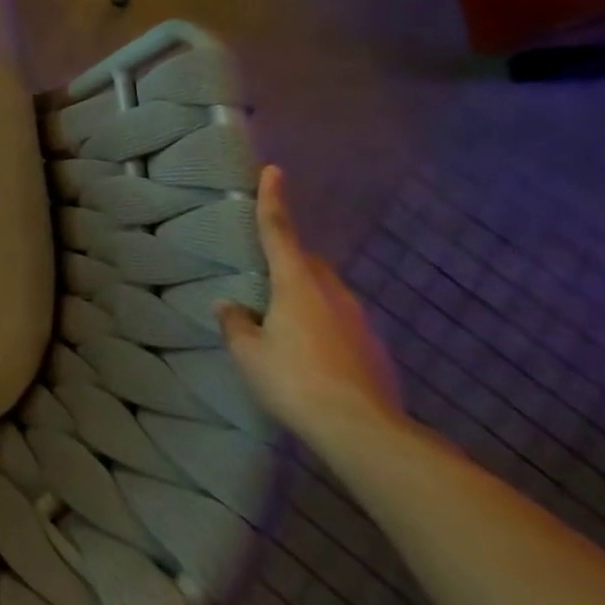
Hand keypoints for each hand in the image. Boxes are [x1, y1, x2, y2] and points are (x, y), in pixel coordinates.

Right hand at [218, 166, 408, 452]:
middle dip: (288, 258)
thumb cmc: (295, 381)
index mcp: (297, 284)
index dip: (273, 200)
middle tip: (264, 271)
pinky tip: (309, 351)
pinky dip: (322, 324)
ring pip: (327, 292)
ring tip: (282, 317)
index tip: (274, 171)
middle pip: (307, 263)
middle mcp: (332, 293)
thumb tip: (229, 306)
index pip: (279, 231)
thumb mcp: (249, 352)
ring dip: (305, 294)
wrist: (366, 433)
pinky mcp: (375, 350)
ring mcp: (359, 322)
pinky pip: (340, 322)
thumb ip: (236, 323)